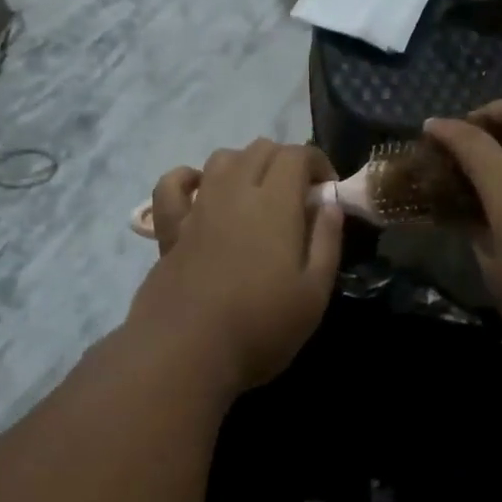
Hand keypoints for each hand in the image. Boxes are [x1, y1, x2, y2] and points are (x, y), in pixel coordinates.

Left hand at [128, 140, 341, 390]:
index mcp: (275, 204)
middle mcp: (234, 192)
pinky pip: (173, 185)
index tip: (328, 190)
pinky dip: (189, 179)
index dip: (318, 162)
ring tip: (258, 195)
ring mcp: (198, 208)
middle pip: (260, 149)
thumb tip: (330, 201)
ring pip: (221, 159)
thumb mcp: (314, 292)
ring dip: (246, 164)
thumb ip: (326, 240)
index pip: (297, 154)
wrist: (187, 352)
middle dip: (285, 161)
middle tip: (299, 196)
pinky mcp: (170, 229)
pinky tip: (201, 192)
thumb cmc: (261, 327)